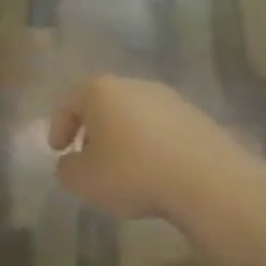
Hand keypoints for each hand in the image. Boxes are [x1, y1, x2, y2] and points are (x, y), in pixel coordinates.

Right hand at [47, 75, 265, 222]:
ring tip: (123, 170)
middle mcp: (136, 85)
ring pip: (135, 116)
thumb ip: (66, 169)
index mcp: (102, 91)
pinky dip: (151, 146)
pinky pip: (162, 130)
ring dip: (124, 138)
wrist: (207, 180)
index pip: (69, 102)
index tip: (58, 152)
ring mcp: (171, 99)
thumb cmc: (132, 172)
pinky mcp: (198, 118)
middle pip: (104, 104)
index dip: (58, 127)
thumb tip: (72, 162)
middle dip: (93, 131)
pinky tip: (154, 172)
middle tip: (89, 158)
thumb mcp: (82, 180)